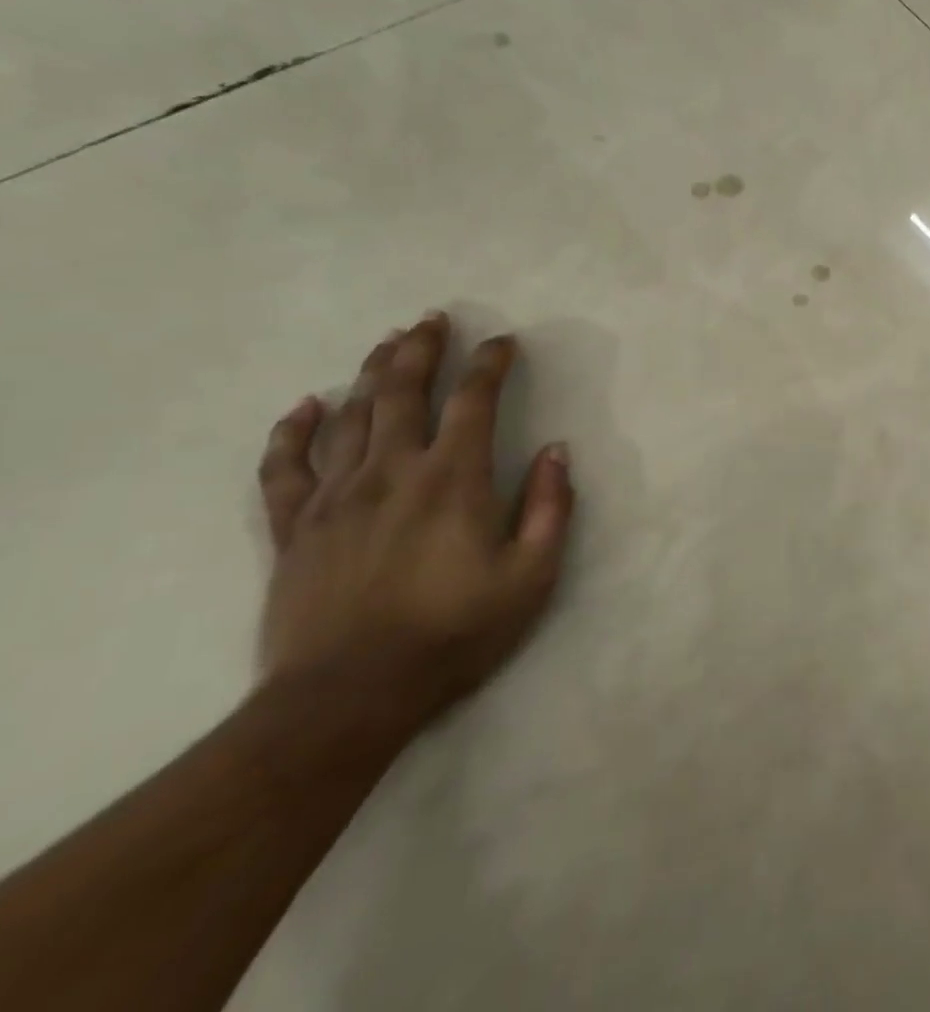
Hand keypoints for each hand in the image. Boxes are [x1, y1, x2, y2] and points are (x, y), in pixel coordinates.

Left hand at [255, 312, 573, 737]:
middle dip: (422, 349)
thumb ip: (551, 507)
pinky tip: (304, 406)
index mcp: (453, 479)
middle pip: (404, 392)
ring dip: (372, 373)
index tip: (504, 342)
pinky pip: (284, 468)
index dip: (490, 365)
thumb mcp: (532, 575)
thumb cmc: (455, 633)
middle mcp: (392, 472)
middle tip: (432, 318)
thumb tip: (557, 452)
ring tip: (388, 342)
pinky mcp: (294, 529)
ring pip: (351, 416)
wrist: (347, 699)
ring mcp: (335, 498)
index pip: (474, 401)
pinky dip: (292, 432)